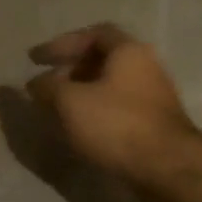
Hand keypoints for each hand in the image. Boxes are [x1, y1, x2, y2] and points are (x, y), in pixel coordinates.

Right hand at [27, 24, 198, 184]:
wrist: (166, 167)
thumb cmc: (117, 125)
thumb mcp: (71, 103)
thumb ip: (48, 88)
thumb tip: (34, 84)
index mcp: (129, 51)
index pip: (93, 34)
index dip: (61, 44)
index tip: (35, 60)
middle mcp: (146, 67)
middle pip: (104, 60)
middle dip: (71, 70)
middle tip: (47, 86)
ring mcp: (154, 96)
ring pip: (112, 87)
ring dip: (83, 94)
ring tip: (59, 110)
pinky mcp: (155, 124)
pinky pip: (119, 109)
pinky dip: (97, 113)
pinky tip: (81, 130)